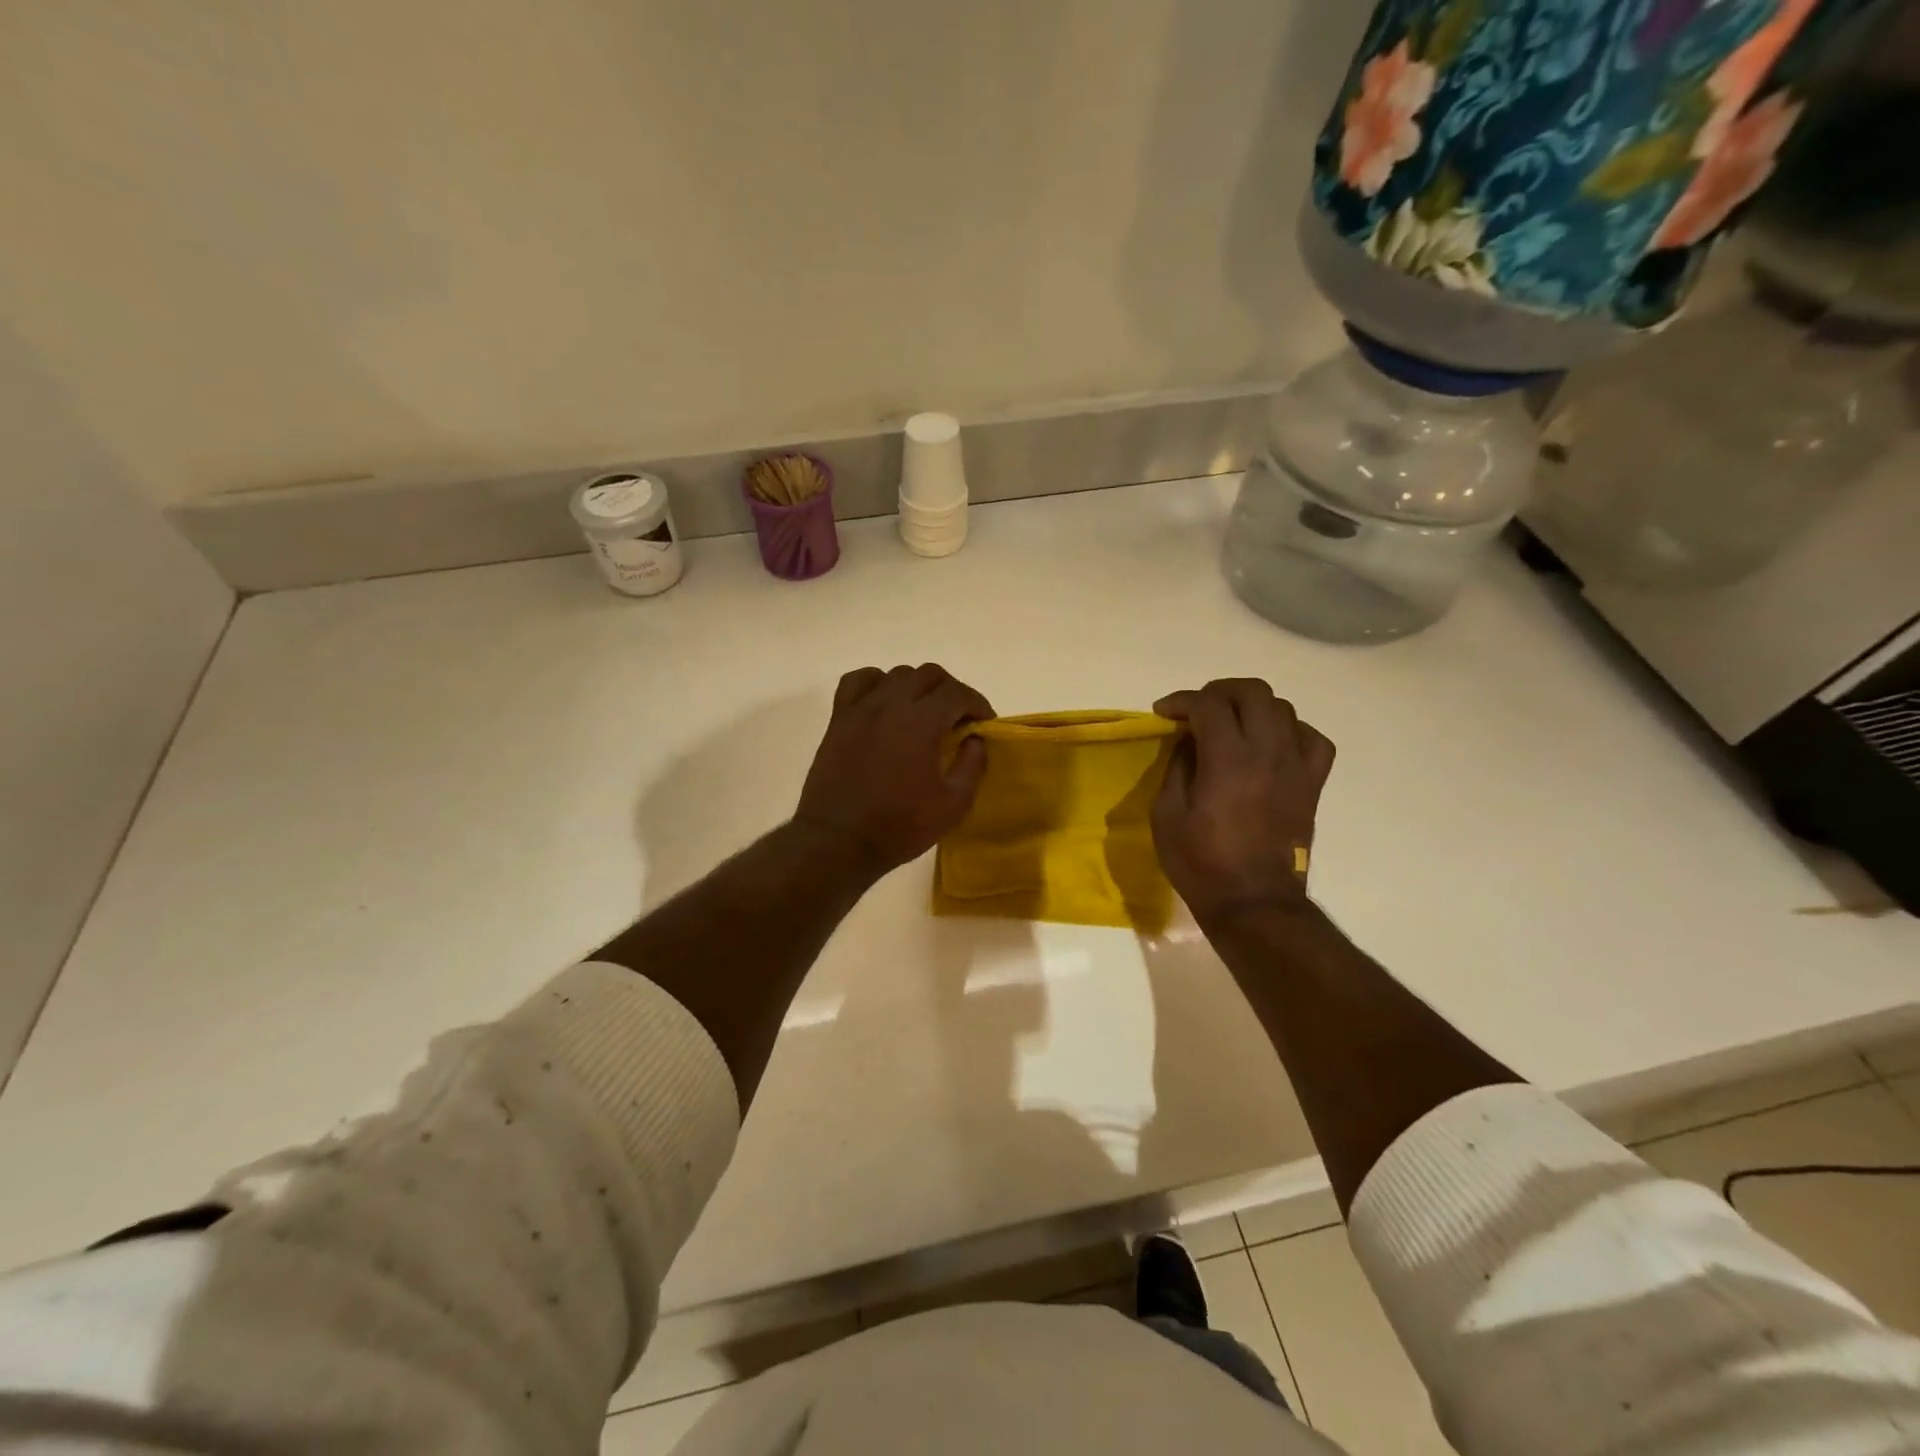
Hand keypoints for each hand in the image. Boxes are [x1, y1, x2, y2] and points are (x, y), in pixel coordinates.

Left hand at [794, 664, 994, 875]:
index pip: (957, 693)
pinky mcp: (839, 718)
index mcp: (921, 723)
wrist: (839, 841)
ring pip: (896, 674)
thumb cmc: (900, 826)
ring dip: (918, 686)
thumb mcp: (953, 805)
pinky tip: (884, 702)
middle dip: (951, 690)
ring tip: (924, 712)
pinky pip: (859, 681)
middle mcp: (891, 704)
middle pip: (928, 675)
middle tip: (958, 717)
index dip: (977, 703)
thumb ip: (972, 766)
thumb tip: (975, 739)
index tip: (984, 722)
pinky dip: (877, 683)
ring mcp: (861, 708)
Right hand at [1151, 678, 1335, 924]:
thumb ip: (1178, 767)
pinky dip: (1290, 730)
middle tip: (1198, 709)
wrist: (1254, 902)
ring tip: (1232, 723)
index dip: (1182, 700)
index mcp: (1228, 760)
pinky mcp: (1312, 785)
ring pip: (1283, 709)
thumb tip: (1189, 742)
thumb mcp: (1167, 815)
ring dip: (1252, 707)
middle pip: (1252, 692)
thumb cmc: (1202, 862)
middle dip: (1219, 691)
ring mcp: (1296, 767)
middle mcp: (1268, 753)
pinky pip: (1313, 739)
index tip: (1163, 712)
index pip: (1208, 704)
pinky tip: (1272, 743)